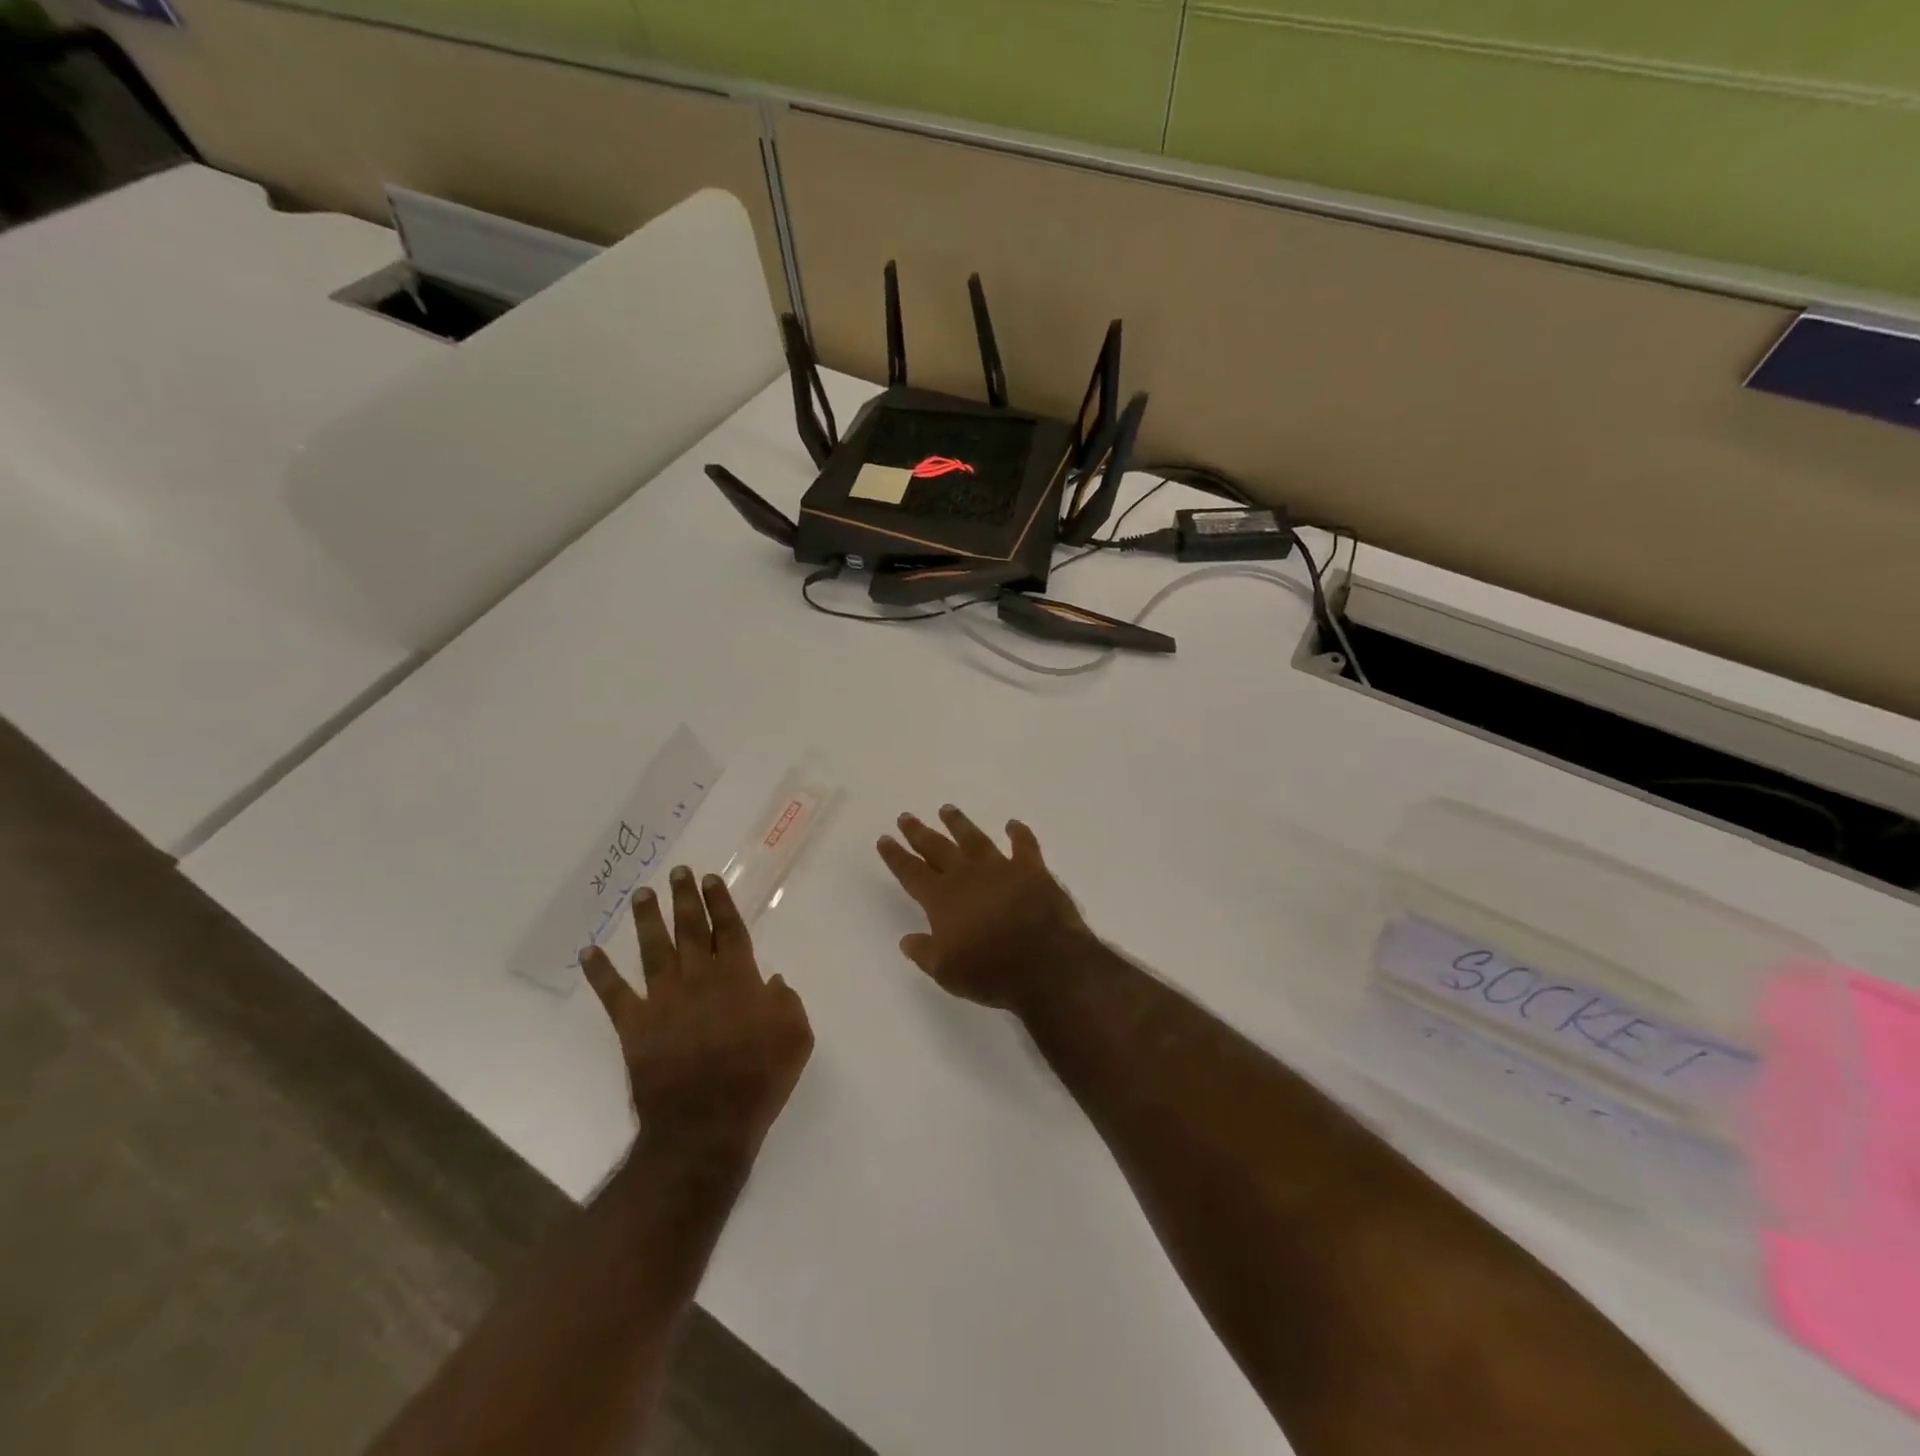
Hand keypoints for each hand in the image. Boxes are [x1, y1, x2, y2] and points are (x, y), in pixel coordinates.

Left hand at [580, 866, 811, 1162]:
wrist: (706, 1123)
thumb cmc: (758, 1078)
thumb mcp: (796, 1036)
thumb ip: (787, 1001)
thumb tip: (771, 981)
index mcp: (738, 977)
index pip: (728, 929)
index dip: (720, 902)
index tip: (710, 879)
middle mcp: (698, 978)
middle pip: (690, 929)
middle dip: (685, 899)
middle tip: (678, 872)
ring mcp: (663, 999)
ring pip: (653, 949)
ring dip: (646, 919)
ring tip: (641, 894)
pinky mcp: (635, 1025)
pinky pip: (614, 994)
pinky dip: (600, 973)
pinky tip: (589, 953)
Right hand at [876, 805, 1090, 1012]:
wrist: (1046, 964)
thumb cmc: (991, 972)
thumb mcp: (947, 972)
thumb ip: (924, 952)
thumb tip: (907, 939)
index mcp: (942, 899)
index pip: (911, 872)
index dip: (896, 856)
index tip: (884, 839)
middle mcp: (967, 876)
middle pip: (938, 848)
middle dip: (919, 833)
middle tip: (906, 817)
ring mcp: (1001, 868)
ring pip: (974, 839)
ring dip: (959, 824)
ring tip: (947, 809)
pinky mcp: (1032, 870)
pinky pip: (1024, 845)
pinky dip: (1019, 834)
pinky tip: (1013, 825)